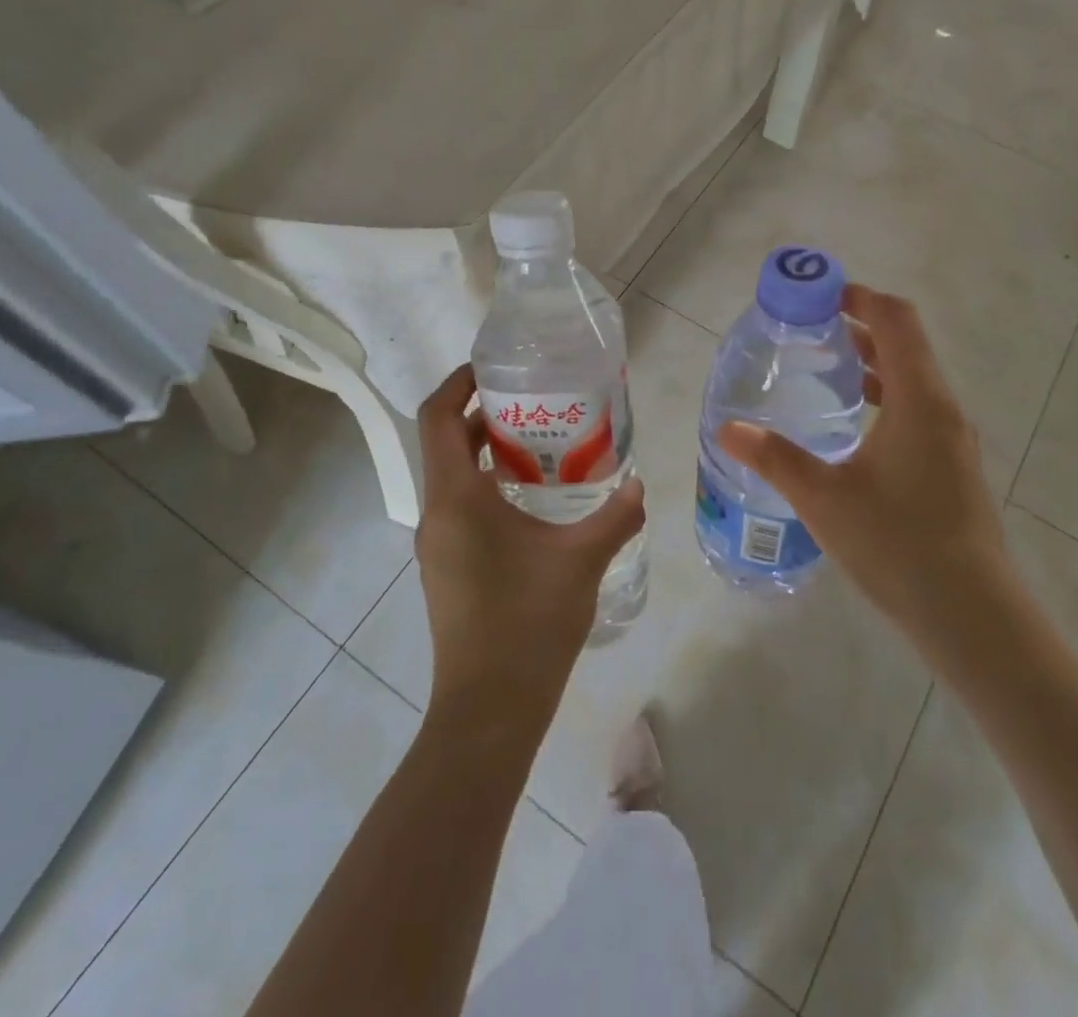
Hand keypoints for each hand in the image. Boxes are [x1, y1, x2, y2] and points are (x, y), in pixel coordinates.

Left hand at [414, 365, 645, 730]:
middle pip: (444, 442)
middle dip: (481, 413)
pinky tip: (532, 498)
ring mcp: (438, 543)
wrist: (489, 709)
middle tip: (533, 399)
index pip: (438, 418)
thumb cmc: (529, 623)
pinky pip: (459, 506)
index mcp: (457, 498)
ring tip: (539, 441)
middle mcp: (437, 513)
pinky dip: (487, 485)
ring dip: (485, 451)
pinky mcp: (446, 567)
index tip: (494, 368)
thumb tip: (640, 483)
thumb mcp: (582, 560)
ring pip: (452, 476)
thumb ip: (616, 515)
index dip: (458, 383)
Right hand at [716, 285, 1011, 650]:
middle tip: (808, 328)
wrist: (972, 616)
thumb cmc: (898, 545)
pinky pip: (915, 409)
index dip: (859, 296)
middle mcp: (941, 408)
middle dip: (858, 325)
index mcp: (918, 399)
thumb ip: (774, 457)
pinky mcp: (950, 466)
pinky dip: (882, 396)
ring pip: (911, 378)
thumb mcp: (824, 498)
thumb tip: (728, 428)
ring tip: (822, 366)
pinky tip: (849, 425)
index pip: (895, 320)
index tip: (818, 294)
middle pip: (904, 344)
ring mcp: (951, 439)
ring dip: (871, 362)